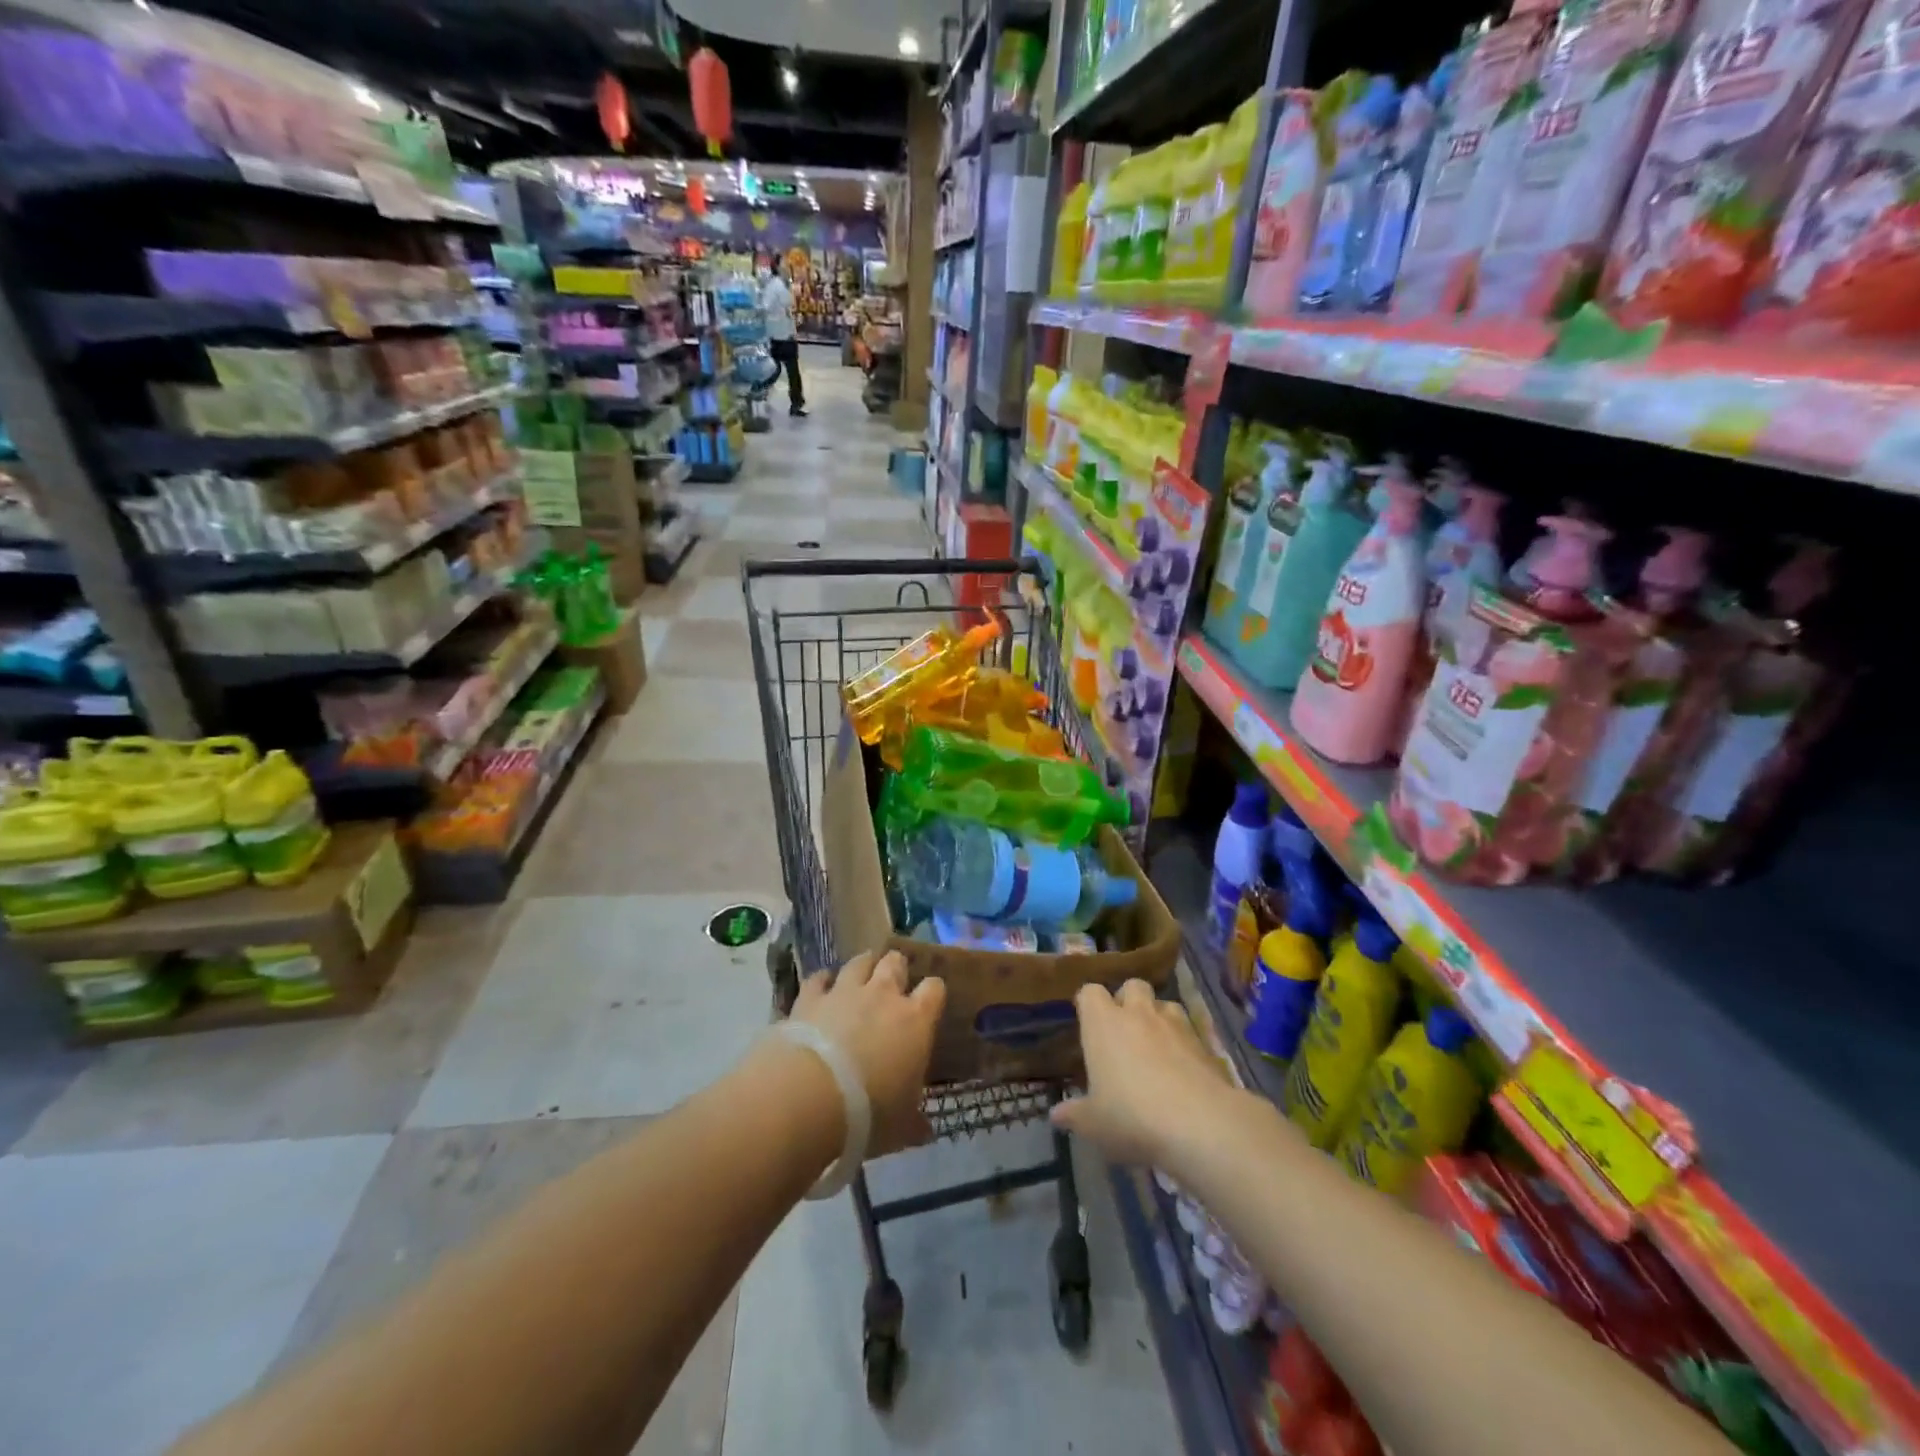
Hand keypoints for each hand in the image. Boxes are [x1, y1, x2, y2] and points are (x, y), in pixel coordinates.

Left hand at [793, 951, 945, 1155]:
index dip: (932, 992)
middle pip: (895, 962)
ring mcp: (845, 991)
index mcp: (915, 1020)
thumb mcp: (901, 1127)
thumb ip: (915, 1123)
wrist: (810, 1096)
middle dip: (896, 968)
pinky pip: (818, 978)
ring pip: (859, 962)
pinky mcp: (809, 997)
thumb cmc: (869, 1113)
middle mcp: (882, 995)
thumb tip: (926, 1131)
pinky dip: (822, 981)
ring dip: (862, 966)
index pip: (934, 989)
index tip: (930, 1002)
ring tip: (861, 974)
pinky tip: (821, 987)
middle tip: (893, 982)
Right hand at [1051, 980, 1237, 1166]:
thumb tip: (1056, 1115)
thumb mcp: (1093, 1124)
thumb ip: (1074, 1114)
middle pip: (1131, 986)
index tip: (1087, 1022)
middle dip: (1127, 1000)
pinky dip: (1184, 1042)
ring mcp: (1174, 1024)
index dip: (1088, 1004)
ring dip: (1158, 1017)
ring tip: (1156, 1045)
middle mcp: (1137, 1013)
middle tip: (1124, 1030)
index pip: (1090, 992)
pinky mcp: (1204, 1042)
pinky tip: (1183, 1069)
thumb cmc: (1132, 1116)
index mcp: (1103, 1023)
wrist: (1199, 1124)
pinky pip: (1189, 1030)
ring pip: (1164, 1003)